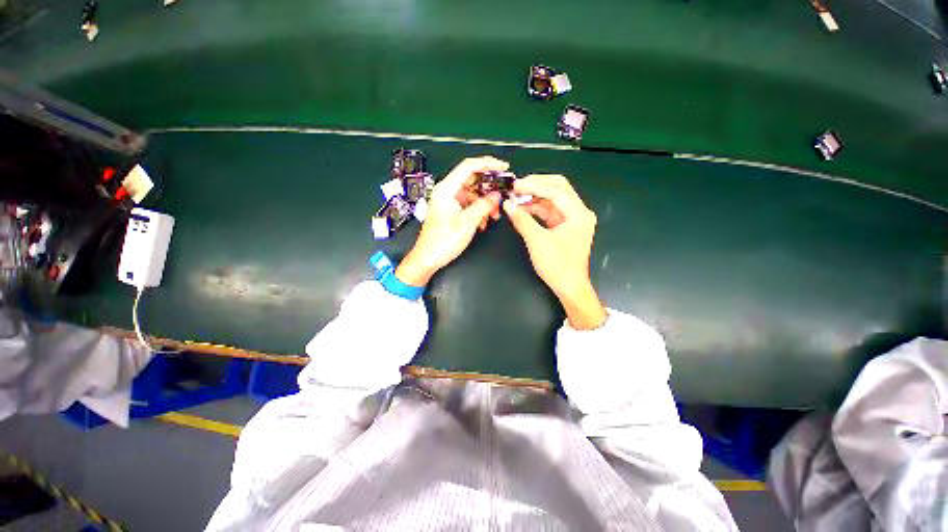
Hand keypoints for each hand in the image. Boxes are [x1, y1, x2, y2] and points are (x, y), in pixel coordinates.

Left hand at [395, 157, 506, 285]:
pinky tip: (483, 222)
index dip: (488, 164)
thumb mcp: (467, 222)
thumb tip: (497, 195)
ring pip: (473, 194)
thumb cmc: (443, 241)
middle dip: (489, 188)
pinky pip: (469, 205)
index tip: (503, 166)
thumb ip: (484, 205)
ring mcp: (450, 201)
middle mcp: (447, 191)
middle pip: (472, 180)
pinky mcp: (452, 211)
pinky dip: (479, 211)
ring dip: (485, 203)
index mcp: (446, 189)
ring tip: (493, 215)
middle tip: (504, 192)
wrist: (429, 258)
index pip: (469, 166)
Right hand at [503, 175, 606, 329]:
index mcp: (579, 214)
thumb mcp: (537, 241)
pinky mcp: (564, 226)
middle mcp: (578, 212)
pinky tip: (522, 208)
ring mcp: (572, 219)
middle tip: (516, 186)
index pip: (556, 191)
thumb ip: (522, 220)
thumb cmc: (557, 266)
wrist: (568, 287)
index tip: (515, 185)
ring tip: (515, 197)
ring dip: (534, 197)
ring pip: (552, 199)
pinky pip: (549, 211)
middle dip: (536, 185)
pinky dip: (535, 209)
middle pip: (558, 189)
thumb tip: (507, 204)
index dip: (534, 186)